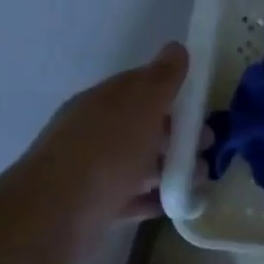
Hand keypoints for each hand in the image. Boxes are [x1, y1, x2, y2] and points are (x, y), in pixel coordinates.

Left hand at [13, 41, 188, 256]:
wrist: (56, 216)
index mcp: (102, 102)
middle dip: (178, 133)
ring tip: (200, 179)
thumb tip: (176, 47)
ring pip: (141, 162)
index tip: (204, 105)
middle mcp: (95, 132)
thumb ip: (162, 79)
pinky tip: (178, 202)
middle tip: (208, 145)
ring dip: (172, 166)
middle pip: (144, 126)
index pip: (140, 86)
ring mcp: (94, 170)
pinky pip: (134, 196)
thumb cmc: (105, 153)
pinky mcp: (96, 205)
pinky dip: (157, 197)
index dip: (173, 91)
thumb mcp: (140, 106)